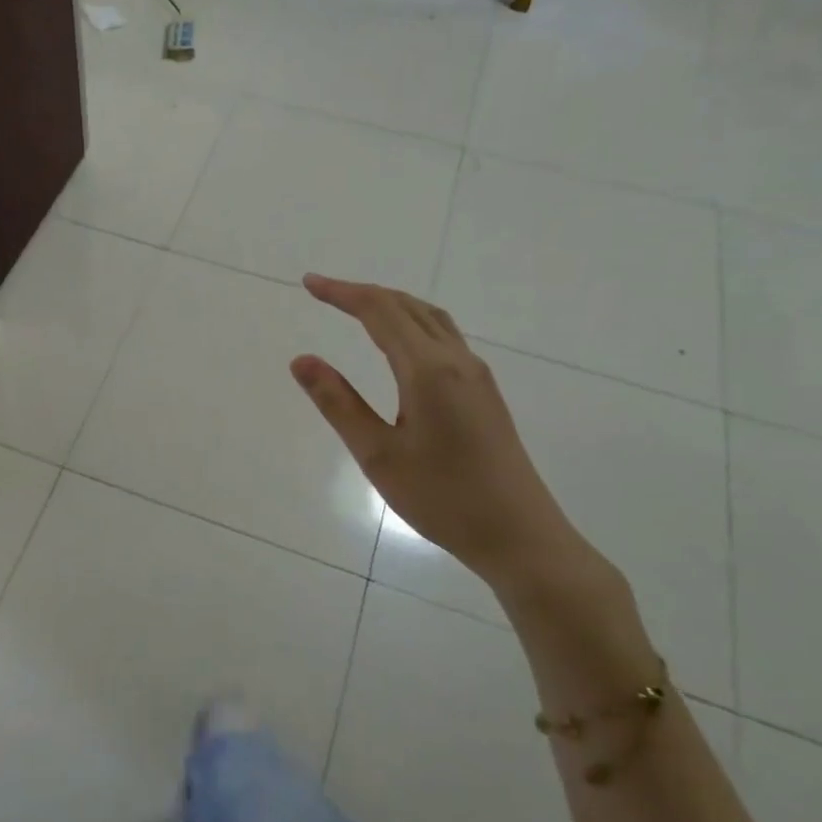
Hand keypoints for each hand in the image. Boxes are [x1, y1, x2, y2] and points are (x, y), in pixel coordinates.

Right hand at [289, 274, 594, 590]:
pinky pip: (444, 336)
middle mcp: (456, 361)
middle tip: (324, 291)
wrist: (520, 536)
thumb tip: (301, 359)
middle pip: (407, 307)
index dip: (342, 293)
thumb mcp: (378, 454)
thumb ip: (338, 402)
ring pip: (431, 318)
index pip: (379, 312)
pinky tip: (401, 343)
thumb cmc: (442, 499)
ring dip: (392, 304)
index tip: (309, 284)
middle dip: (363, 293)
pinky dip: (413, 322)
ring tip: (358, 307)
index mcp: (427, 370)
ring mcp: (476, 375)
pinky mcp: (485, 392)